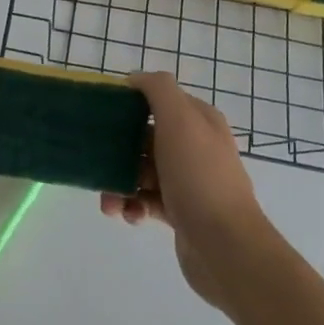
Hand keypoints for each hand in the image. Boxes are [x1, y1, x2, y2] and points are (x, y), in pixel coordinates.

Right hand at [100, 71, 262, 311]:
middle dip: (118, 150)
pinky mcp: (181, 213)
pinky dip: (132, 206)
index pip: (160, 101)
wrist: (225, 246)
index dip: (131, 104)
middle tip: (98, 162)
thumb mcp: (179, 120)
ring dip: (120, 183)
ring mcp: (189, 182)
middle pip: (146, 138)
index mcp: (200, 121)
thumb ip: (158, 90)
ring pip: (142, 172)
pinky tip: (128, 216)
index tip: (102, 114)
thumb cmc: (199, 176)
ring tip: (109, 201)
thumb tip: (135, 78)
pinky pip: (146, 201)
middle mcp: (196, 147)